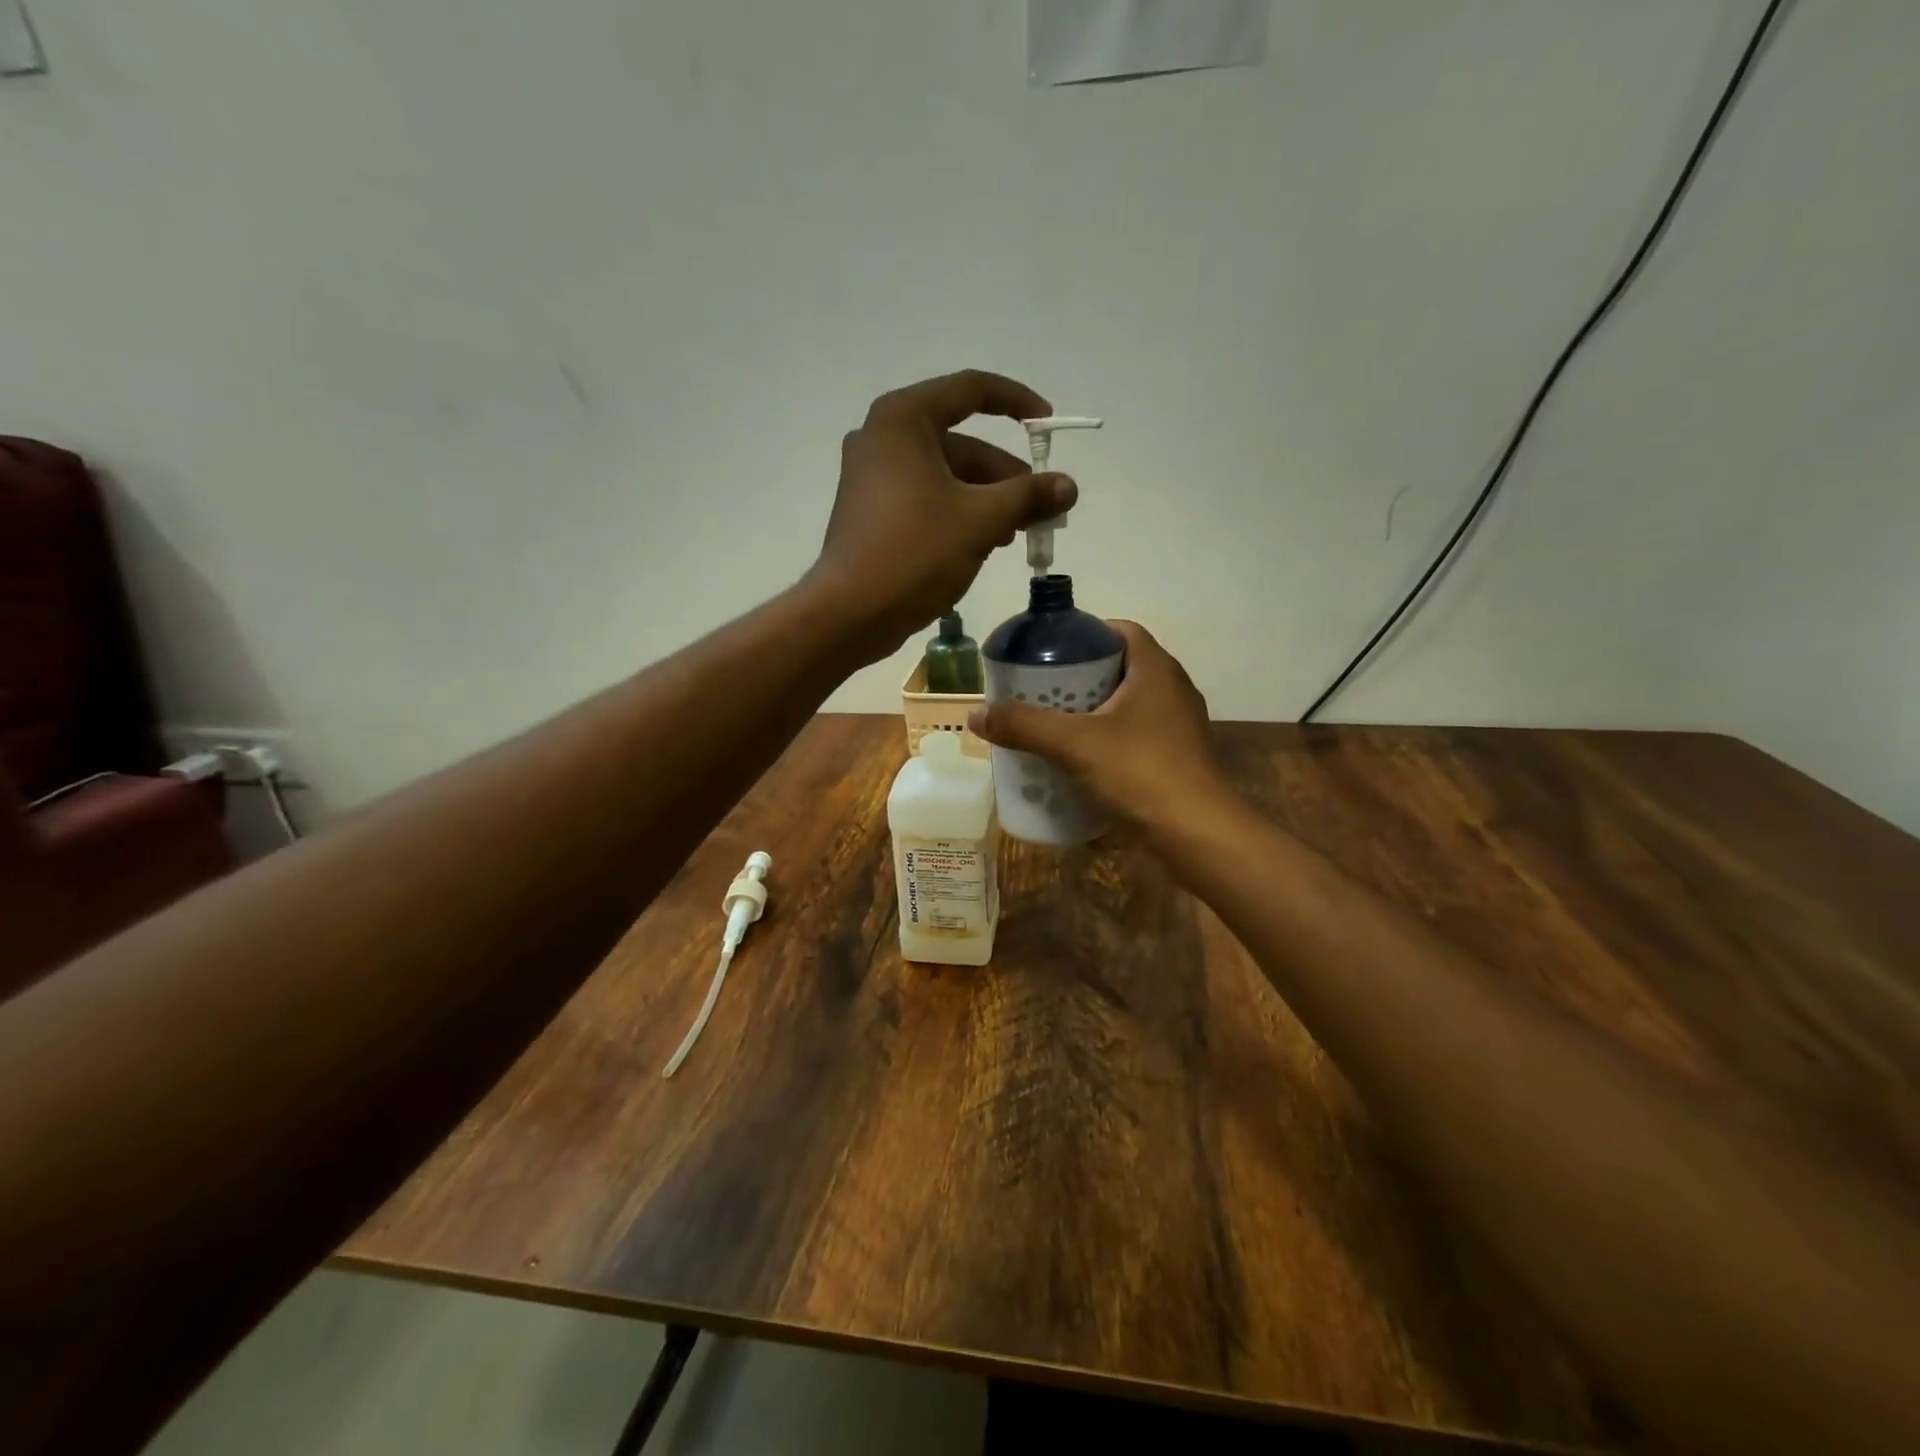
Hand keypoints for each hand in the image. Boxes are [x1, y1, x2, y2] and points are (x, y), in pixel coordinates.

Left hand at [806, 370, 1076, 662]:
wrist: (850, 613)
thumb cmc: (915, 553)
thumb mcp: (981, 520)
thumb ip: (1028, 496)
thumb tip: (1069, 486)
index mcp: (904, 420)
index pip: (971, 390)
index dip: (1016, 403)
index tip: (1047, 427)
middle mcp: (883, 438)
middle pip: (962, 443)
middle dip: (1006, 475)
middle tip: (1040, 509)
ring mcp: (873, 476)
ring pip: (947, 476)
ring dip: (987, 500)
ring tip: (1016, 534)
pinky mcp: (873, 511)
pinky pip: (927, 498)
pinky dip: (959, 514)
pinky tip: (984, 545)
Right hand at [968, 620, 1231, 832]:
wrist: (1197, 832)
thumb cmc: (1141, 772)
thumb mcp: (1074, 744)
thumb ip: (1025, 725)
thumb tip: (976, 714)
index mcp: (1155, 669)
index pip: (1120, 630)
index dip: (1084, 633)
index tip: (1050, 651)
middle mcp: (1172, 688)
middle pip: (1120, 666)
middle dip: (1080, 675)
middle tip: (1041, 689)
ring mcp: (1178, 724)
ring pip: (1128, 703)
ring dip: (1094, 709)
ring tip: (1054, 723)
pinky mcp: (1178, 756)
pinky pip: (1137, 733)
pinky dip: (1109, 737)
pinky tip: (1082, 758)